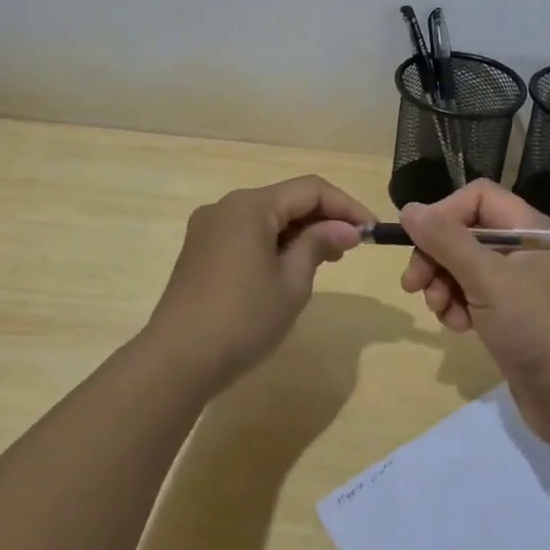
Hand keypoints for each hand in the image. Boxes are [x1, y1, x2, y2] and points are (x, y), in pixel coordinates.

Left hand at [144, 175, 373, 390]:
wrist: (176, 360)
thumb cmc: (243, 318)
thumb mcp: (292, 282)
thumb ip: (319, 245)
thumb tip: (347, 229)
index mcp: (250, 206)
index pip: (310, 189)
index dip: (346, 206)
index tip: (372, 231)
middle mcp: (226, 207)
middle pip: (286, 199)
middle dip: (323, 218)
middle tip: (353, 248)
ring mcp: (208, 229)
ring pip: (266, 218)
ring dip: (299, 232)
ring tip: (327, 260)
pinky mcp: (199, 252)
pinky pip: (246, 234)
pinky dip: (274, 244)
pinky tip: (289, 268)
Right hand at [399, 180, 549, 437]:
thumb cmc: (537, 328)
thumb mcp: (488, 279)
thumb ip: (446, 241)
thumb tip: (409, 208)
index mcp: (532, 229)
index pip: (478, 198)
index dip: (444, 213)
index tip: (417, 241)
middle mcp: (528, 250)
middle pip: (467, 233)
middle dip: (436, 256)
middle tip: (413, 285)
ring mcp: (521, 285)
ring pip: (466, 268)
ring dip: (444, 286)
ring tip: (441, 312)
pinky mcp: (514, 316)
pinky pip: (475, 297)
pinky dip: (459, 307)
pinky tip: (458, 328)